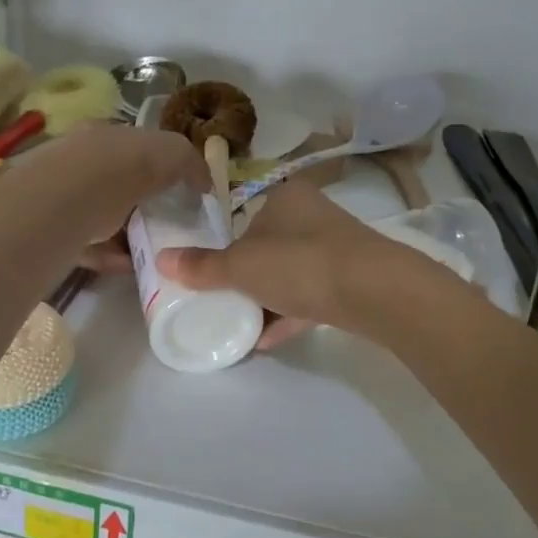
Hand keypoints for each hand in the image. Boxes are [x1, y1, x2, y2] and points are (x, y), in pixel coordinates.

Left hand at [23, 123, 207, 248]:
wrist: (61, 202)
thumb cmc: (118, 167)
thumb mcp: (168, 151)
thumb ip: (189, 162)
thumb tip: (203, 183)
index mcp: (104, 134)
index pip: (135, 146)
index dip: (160, 166)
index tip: (179, 192)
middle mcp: (80, 161)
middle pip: (118, 182)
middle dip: (143, 203)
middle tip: (169, 225)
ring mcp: (62, 197)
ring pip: (102, 216)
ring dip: (128, 234)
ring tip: (154, 252)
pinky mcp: (52, 232)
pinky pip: (88, 246)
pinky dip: (111, 256)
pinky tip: (130, 266)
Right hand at [158, 182, 432, 347]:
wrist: (374, 291)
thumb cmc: (299, 263)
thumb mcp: (241, 266)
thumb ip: (202, 267)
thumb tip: (163, 261)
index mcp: (283, 197)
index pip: (244, 213)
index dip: (223, 241)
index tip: (207, 270)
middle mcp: (311, 214)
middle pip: (267, 245)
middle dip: (245, 274)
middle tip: (219, 298)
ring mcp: (335, 248)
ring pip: (290, 272)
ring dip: (266, 298)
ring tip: (238, 323)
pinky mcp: (351, 279)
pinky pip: (311, 296)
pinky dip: (288, 314)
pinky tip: (265, 341)